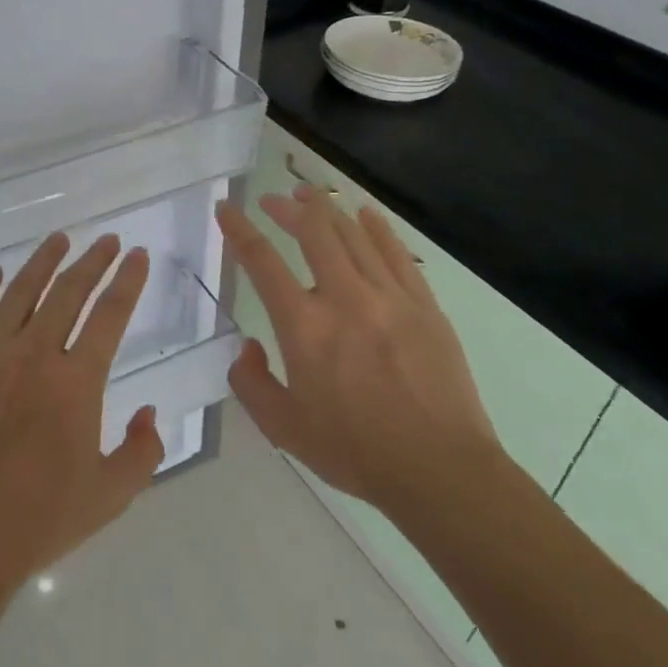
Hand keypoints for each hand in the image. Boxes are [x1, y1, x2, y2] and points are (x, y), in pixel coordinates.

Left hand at [0, 231, 165, 600]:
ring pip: (19, 293)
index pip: (110, 314)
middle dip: (93, 261)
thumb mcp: (111, 495)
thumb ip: (143, 450)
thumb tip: (147, 411)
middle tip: (107, 241)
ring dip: (42, 262)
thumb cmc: (39, 522)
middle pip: (68, 292)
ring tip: (59, 240)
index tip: (137, 255)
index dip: (127, 280)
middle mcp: (32, 356)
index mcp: (75, 383)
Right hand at [216, 184, 504, 524]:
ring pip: (353, 234)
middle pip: (313, 231)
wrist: (441, 470)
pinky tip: (364, 214)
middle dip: (287, 207)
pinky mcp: (424, 305)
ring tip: (309, 195)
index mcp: (305, 327)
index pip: (262, 262)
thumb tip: (248, 347)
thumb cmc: (356, 451)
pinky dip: (375, 228)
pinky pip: (395, 253)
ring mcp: (390, 297)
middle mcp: (345, 298)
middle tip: (272, 200)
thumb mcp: (283, 429)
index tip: (226, 209)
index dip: (239, 230)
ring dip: (326, 209)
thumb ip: (251, 383)